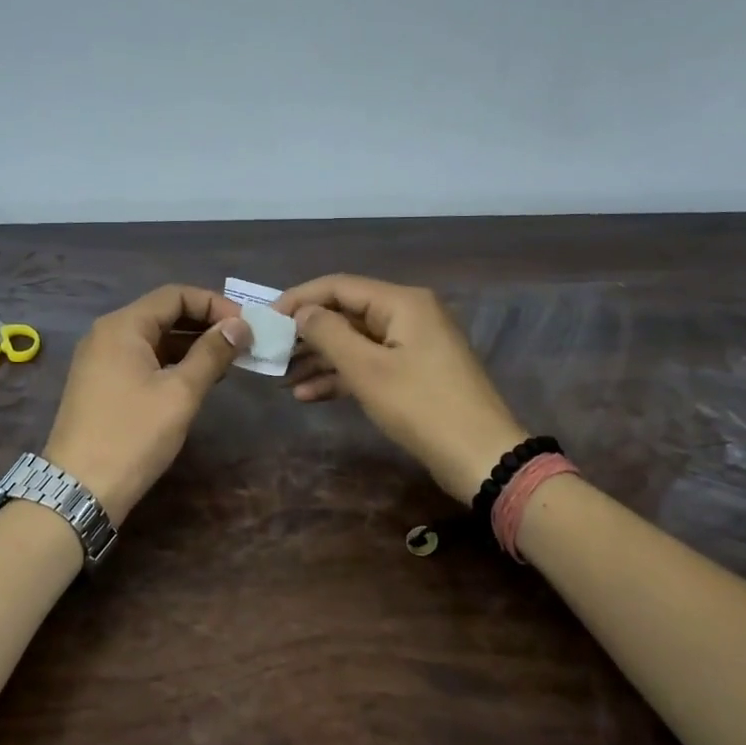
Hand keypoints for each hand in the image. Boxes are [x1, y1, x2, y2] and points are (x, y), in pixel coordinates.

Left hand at [42, 284, 252, 524]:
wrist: (80, 490)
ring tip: (228, 362)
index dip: (214, 304)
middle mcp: (108, 334)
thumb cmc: (133, 435)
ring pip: (154, 338)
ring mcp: (101, 359)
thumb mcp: (180, 393)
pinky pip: (143, 359)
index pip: (175, 295)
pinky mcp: (102, 383)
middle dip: (205, 324)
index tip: (246, 326)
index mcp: (123, 326)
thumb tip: (240, 325)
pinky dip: (172, 362)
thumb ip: (212, 353)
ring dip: (191, 344)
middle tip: (242, 342)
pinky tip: (198, 379)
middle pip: (164, 313)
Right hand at [275, 274, 526, 502]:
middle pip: (347, 313)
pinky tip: (308, 395)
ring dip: (319, 359)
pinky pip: (370, 364)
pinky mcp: (414, 373)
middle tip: (270, 352)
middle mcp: (408, 315)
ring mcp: (413, 345)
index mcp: (402, 302)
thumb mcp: (367, 370)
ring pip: (355, 342)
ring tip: (282, 379)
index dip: (299, 299)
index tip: (265, 318)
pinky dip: (341, 377)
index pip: (339, 286)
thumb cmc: (421, 407)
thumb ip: (328, 334)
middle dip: (307, 333)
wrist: (480, 457)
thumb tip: (302, 312)